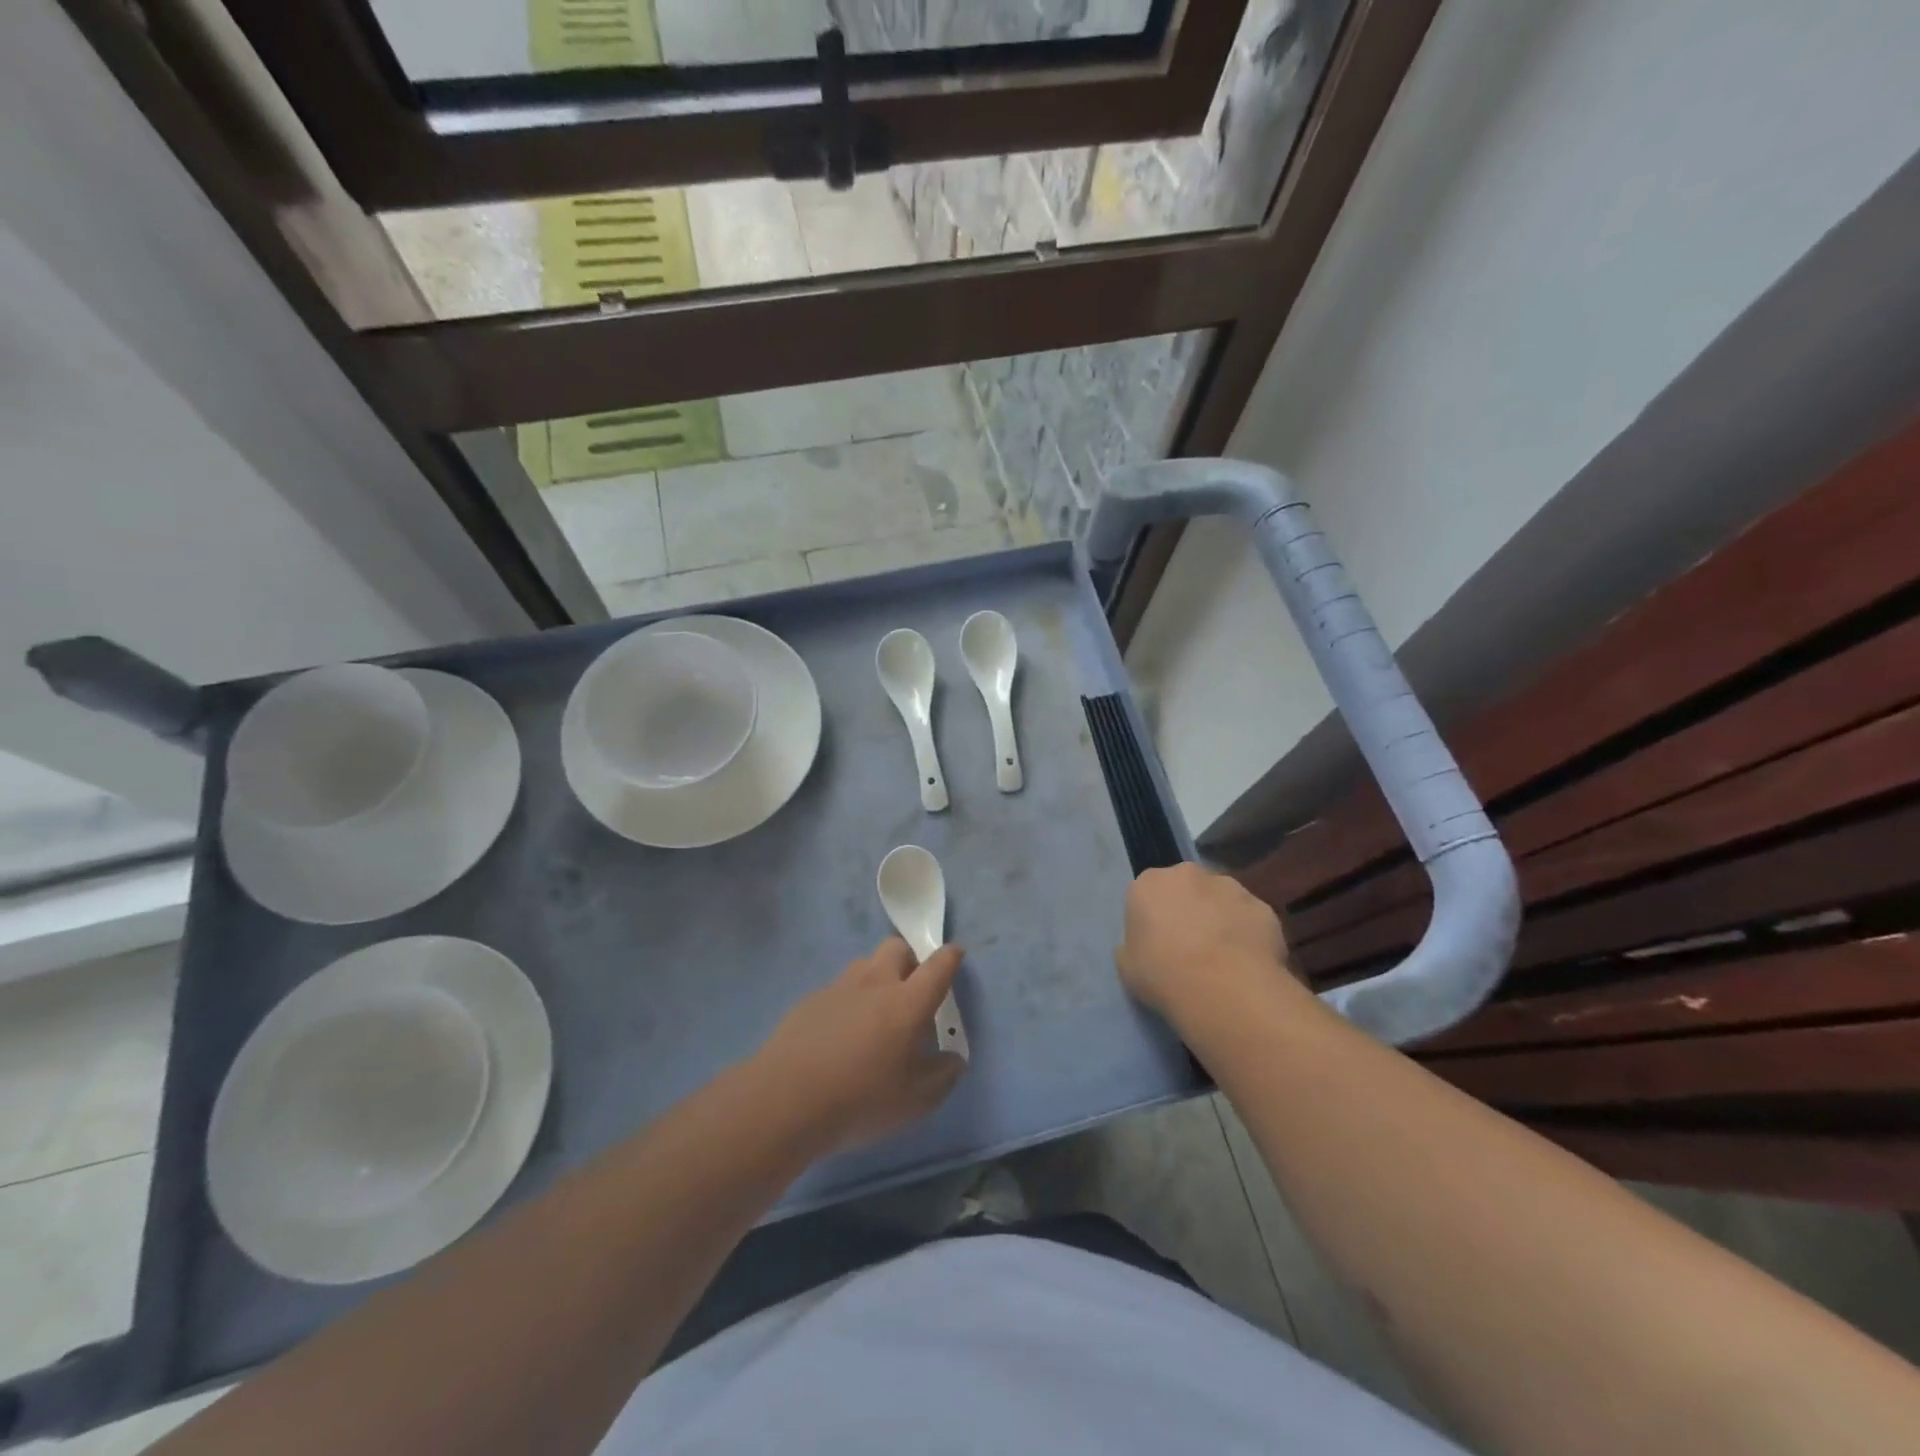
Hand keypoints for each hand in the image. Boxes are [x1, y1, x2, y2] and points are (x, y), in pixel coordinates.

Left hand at [755, 939, 966, 1152]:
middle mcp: (875, 982)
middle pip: (897, 947)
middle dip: (910, 959)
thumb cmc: (861, 1099)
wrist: (786, 1100)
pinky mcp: (810, 1000)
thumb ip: (942, 1076)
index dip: (950, 957)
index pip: (938, 965)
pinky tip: (840, 1033)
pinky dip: (848, 1000)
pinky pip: (838, 988)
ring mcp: (839, 987)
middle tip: (912, 988)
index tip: (955, 955)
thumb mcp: (915, 1101)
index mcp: (908, 1001)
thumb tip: (952, 1059)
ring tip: (875, 1012)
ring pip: (865, 964)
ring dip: (877, 976)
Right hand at [1117, 863, 1304, 1030]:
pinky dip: (1248, 934)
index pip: (1147, 893)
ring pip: (1221, 899)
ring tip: (1223, 958)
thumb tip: (1146, 945)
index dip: (1154, 918)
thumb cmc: (1163, 975)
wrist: (1224, 989)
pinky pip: (1249, 918)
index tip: (1158, 943)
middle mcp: (1188, 874)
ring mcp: (1229, 887)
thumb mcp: (1127, 966)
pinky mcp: (1262, 906)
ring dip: (1220, 918)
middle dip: (1189, 909)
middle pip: (1186, 888)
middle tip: (1190, 947)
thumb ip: (1133, 946)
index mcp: (1148, 883)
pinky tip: (1248, 964)